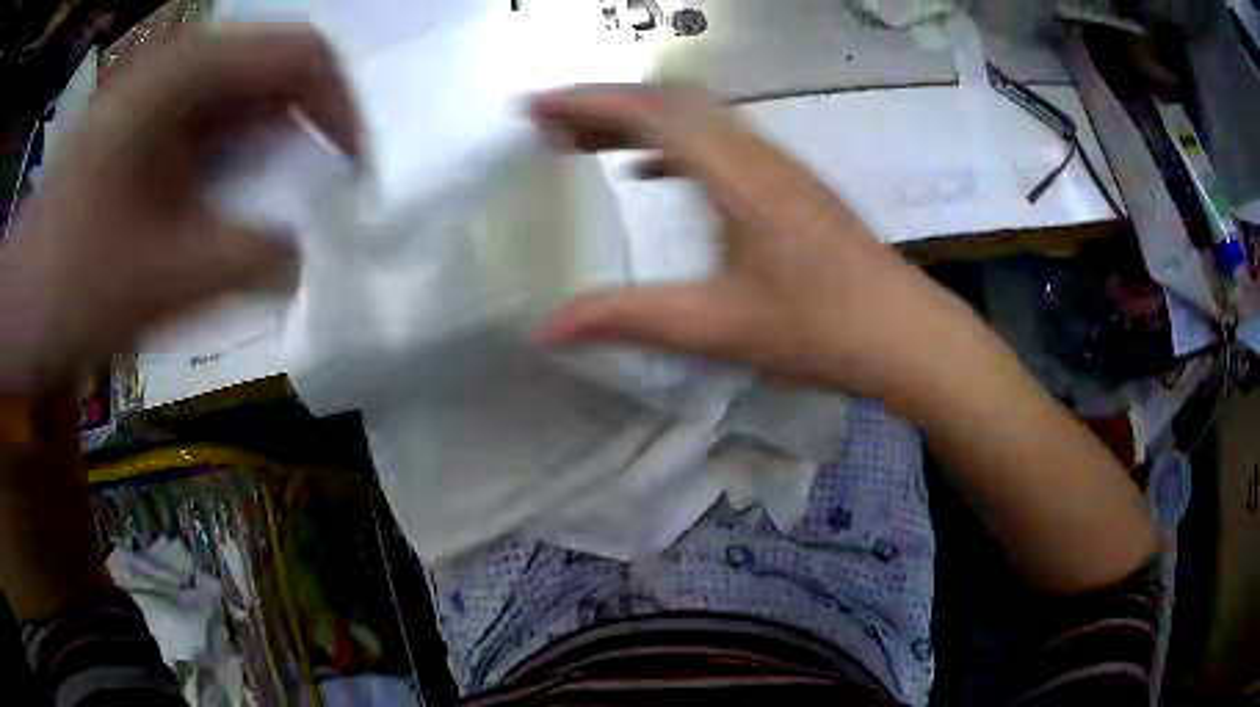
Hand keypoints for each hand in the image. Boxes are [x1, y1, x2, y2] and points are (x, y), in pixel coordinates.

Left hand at [0, 24, 360, 394]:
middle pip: (274, 77)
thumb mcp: (166, 278)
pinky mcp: (145, 131)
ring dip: (269, 157)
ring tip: (278, 216)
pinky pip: (211, 133)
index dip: (342, 109)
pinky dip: (235, 170)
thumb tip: (313, 255)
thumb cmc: (73, 286)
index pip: (303, 55)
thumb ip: (253, 260)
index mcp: (189, 71)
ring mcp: (159, 97)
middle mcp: (181, 67)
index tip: (355, 175)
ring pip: (243, 107)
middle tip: (322, 201)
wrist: (18, 308)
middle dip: (305, 135)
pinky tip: (231, 215)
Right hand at [532, 86, 1154, 593]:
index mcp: (734, 173)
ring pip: (696, 118)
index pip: (647, 113)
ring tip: (586, 142)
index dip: (585, 102)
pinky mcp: (789, 183)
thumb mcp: (714, 327)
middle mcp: (755, 152)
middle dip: (602, 105)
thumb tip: (545, 331)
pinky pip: (719, 141)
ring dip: (636, 120)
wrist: (903, 332)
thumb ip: (626, 320)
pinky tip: (652, 172)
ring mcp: (777, 164)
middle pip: (669, 103)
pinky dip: (672, 143)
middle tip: (549, 126)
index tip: (534, 105)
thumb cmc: (817, 328)